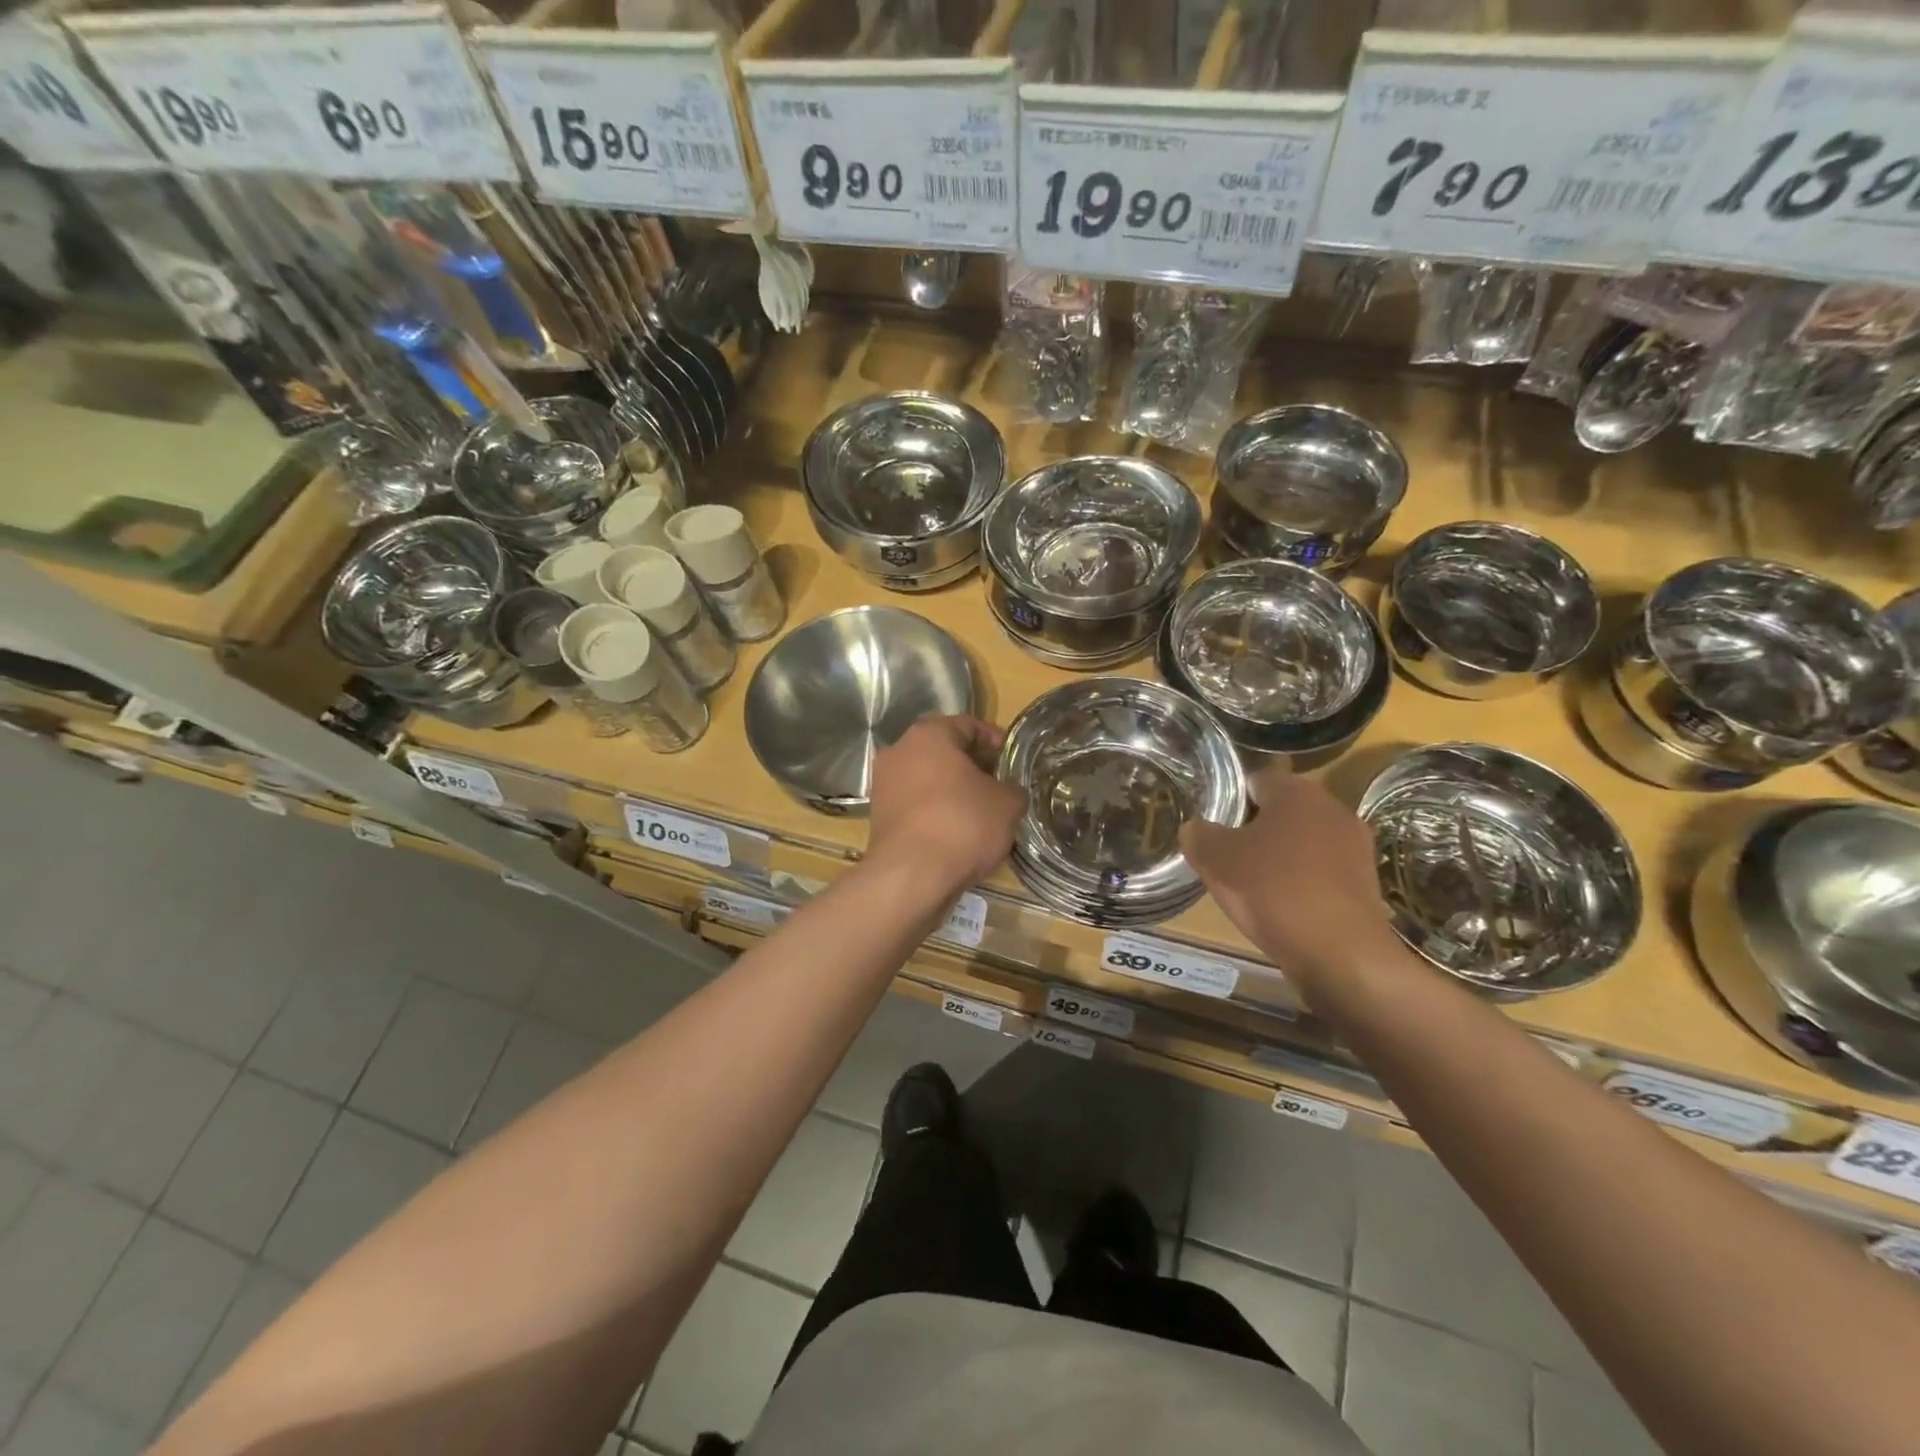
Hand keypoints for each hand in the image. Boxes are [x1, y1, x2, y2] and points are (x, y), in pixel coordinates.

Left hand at [867, 716, 1026, 893]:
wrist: (911, 877)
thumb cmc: (962, 824)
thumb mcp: (1007, 803)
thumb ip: (1012, 788)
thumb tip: (1008, 791)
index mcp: (928, 735)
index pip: (968, 725)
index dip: (996, 741)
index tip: (1013, 760)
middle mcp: (899, 752)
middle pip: (945, 752)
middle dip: (974, 767)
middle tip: (1001, 786)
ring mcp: (884, 785)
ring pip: (929, 780)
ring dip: (955, 792)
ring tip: (984, 814)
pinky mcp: (879, 818)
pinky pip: (917, 806)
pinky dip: (938, 813)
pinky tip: (960, 834)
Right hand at [1181, 767, 1406, 997]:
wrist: (1341, 954)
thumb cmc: (1273, 891)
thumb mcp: (1216, 859)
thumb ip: (1199, 835)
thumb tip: (1195, 829)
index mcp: (1297, 792)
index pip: (1256, 780)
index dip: (1230, 799)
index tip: (1212, 825)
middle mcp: (1333, 809)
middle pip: (1281, 811)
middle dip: (1254, 829)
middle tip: (1225, 856)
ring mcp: (1355, 848)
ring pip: (1303, 843)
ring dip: (1279, 857)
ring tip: (1251, 886)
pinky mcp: (1366, 884)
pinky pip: (1321, 873)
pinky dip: (1301, 884)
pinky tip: (1282, 908)